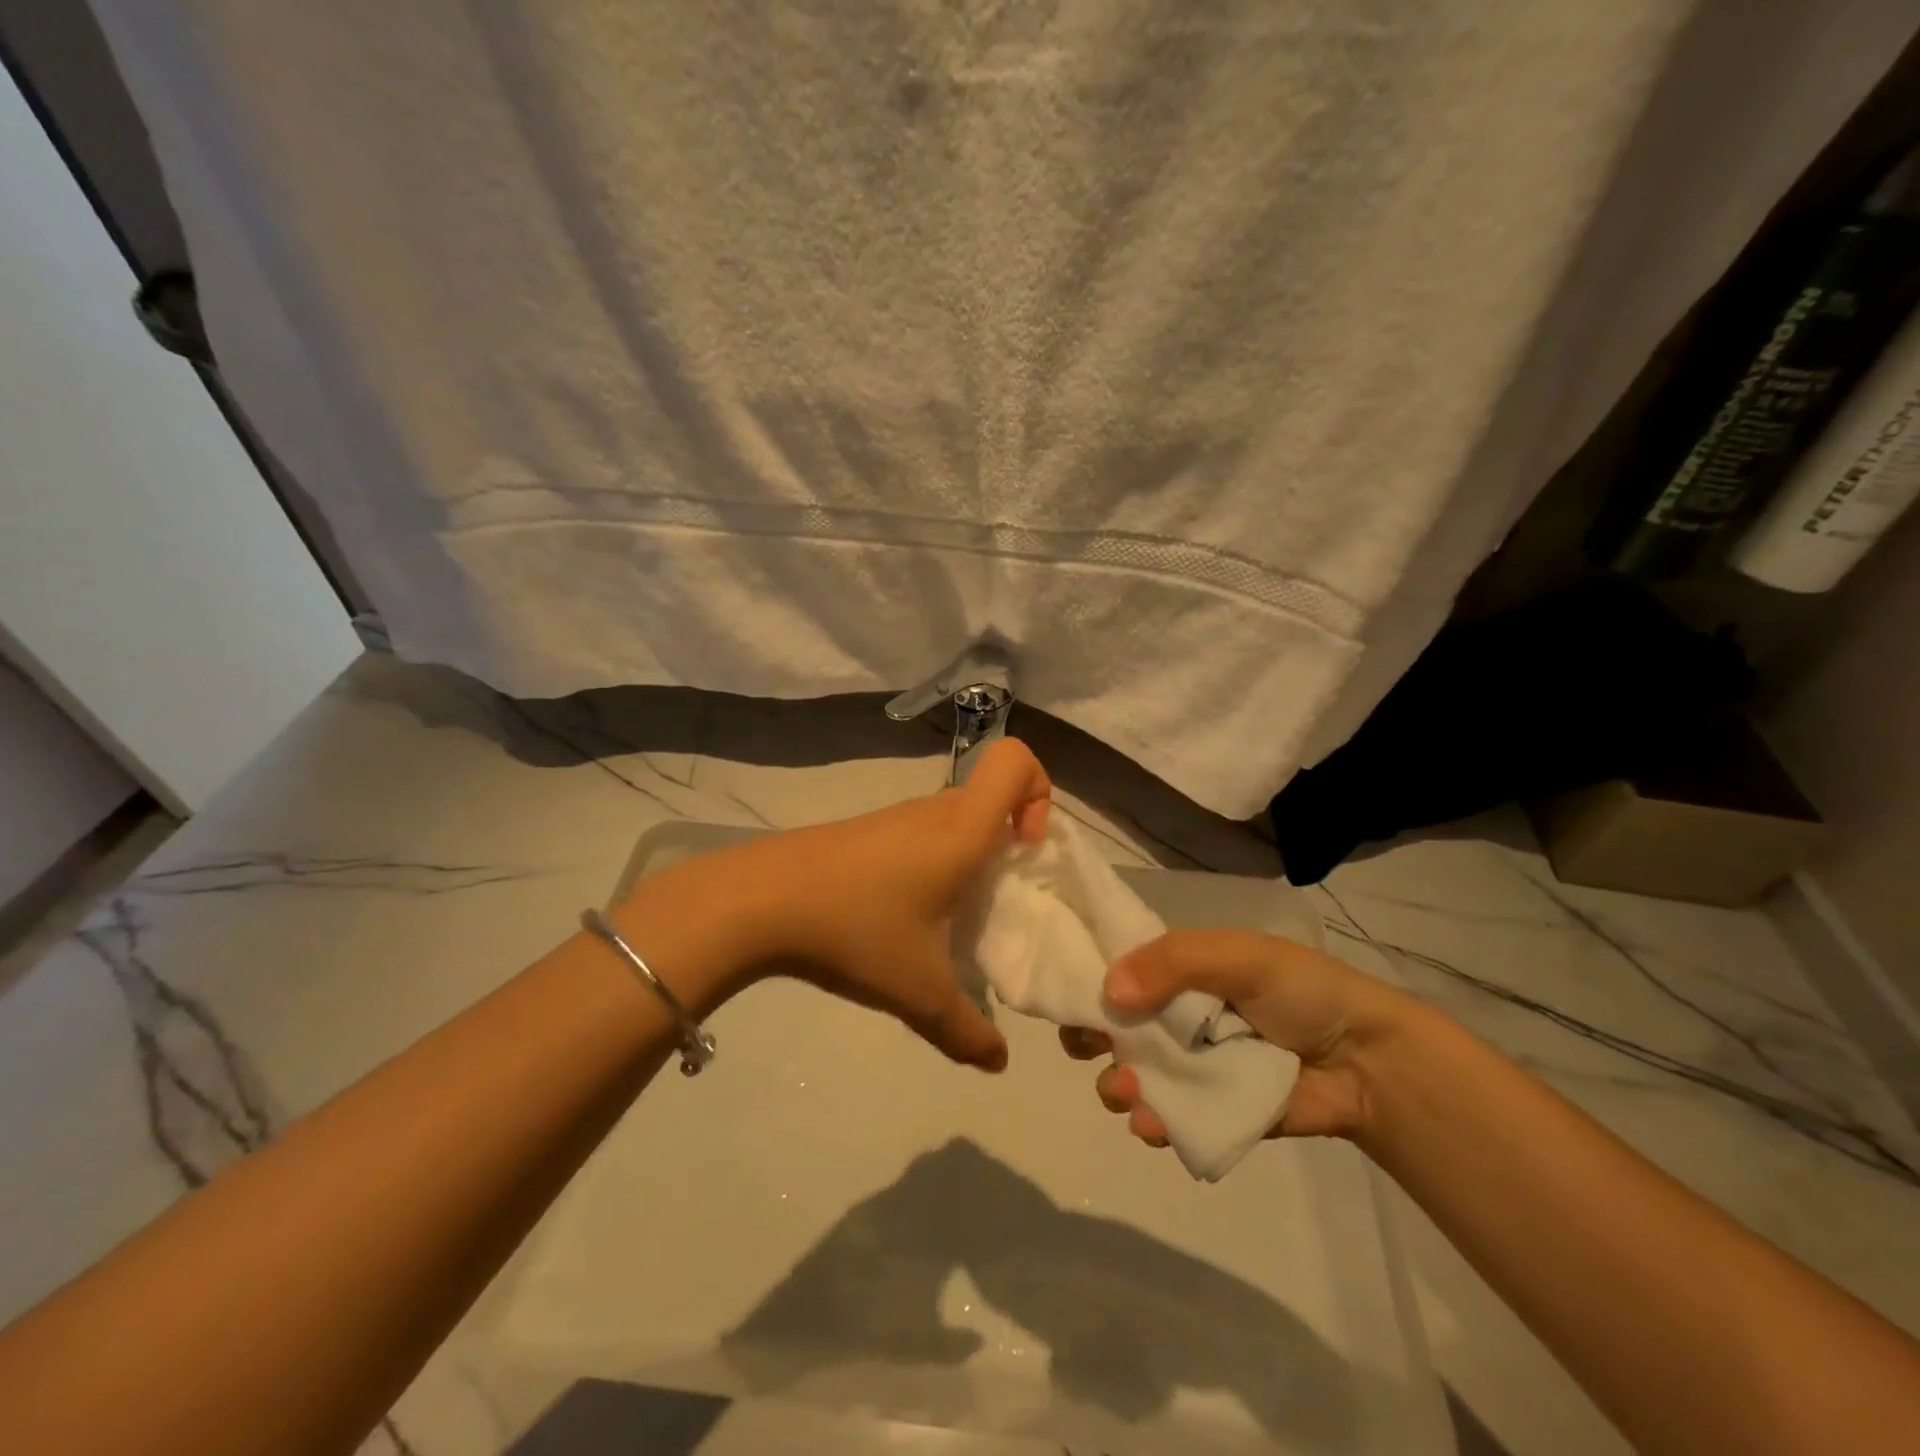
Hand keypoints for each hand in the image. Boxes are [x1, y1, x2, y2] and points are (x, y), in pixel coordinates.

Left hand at [692, 739, 1050, 1069]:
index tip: (1026, 849)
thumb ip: (967, 1030)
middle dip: (1012, 838)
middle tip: (1000, 897)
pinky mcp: (865, 832)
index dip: (1039, 791)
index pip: (1015, 760)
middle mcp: (933, 812)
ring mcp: (894, 818)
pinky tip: (906, 914)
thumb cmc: (855, 930)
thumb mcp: (918, 992)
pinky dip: (934, 862)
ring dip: (970, 854)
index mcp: (961, 830)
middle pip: (991, 793)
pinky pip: (921, 833)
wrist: (757, 901)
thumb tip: (998, 1061)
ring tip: (953, 916)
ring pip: (955, 816)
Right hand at [1060, 928, 1415, 1141]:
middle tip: (1089, 1048)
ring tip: (1124, 1090)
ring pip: (1130, 1076)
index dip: (1088, 983)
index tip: (1067, 999)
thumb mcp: (1237, 956)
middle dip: (1089, 1040)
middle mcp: (1174, 1018)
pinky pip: (1166, 1119)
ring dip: (1114, 1085)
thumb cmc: (1299, 991)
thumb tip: (1109, 990)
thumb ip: (1173, 963)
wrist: (1366, 1060)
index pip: (1117, 972)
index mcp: (1177, 973)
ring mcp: (1189, 1068)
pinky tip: (1150, 1124)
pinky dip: (1149, 1123)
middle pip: (1113, 1028)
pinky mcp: (1209, 1113)